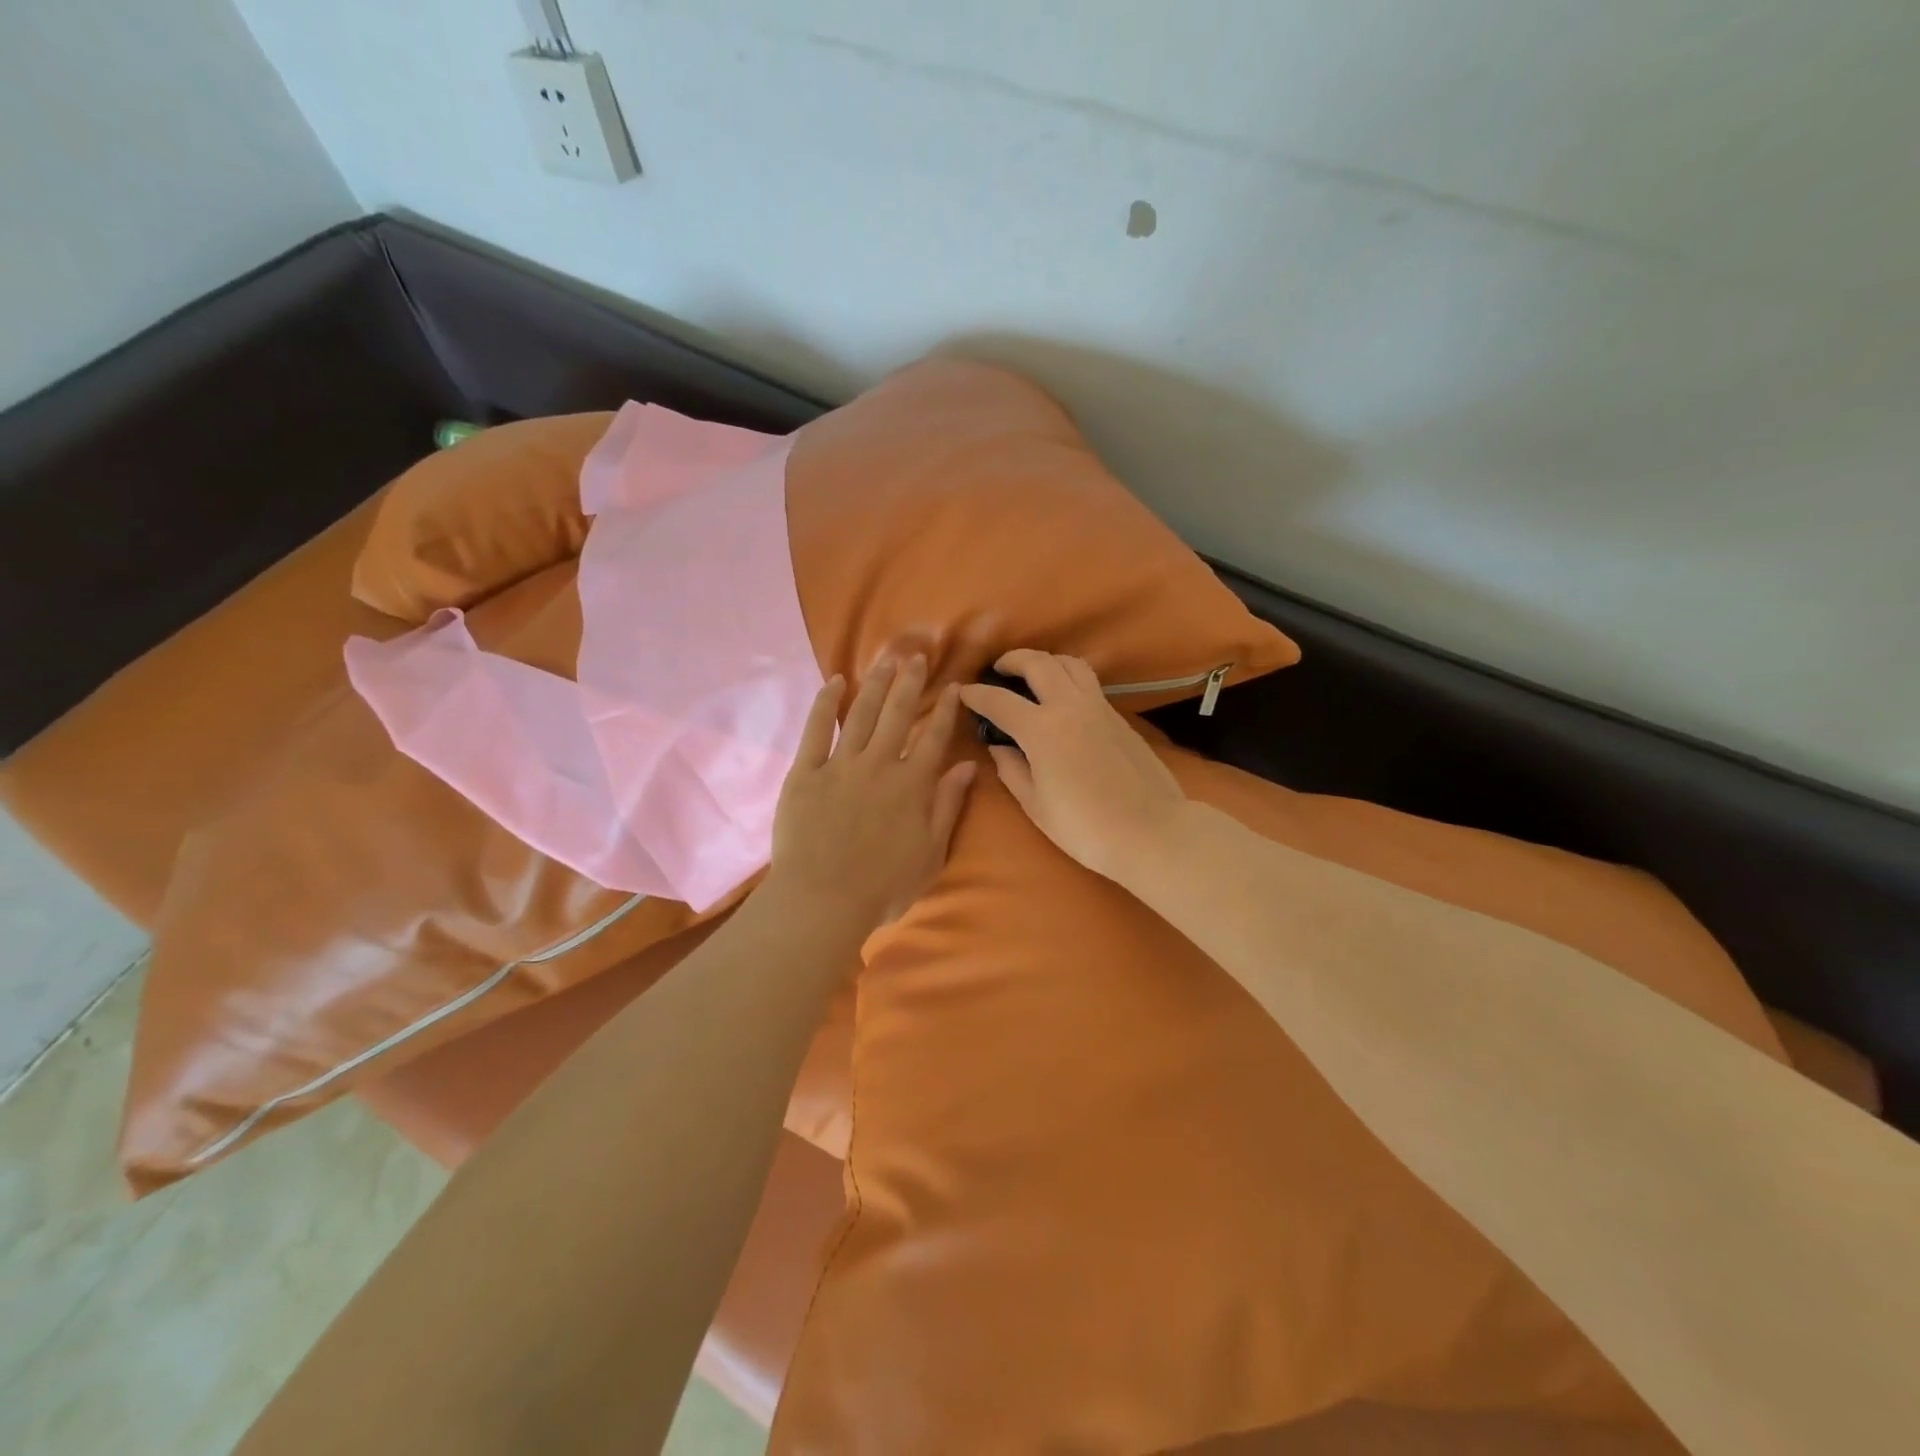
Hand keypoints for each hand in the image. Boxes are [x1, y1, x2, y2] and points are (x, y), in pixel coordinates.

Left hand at [771, 656, 976, 929]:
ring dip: (875, 684)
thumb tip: (969, 766)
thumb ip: (948, 805)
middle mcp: (880, 764)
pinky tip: (834, 683)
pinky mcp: (806, 772)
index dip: (946, 709)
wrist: (823, 900)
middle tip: (916, 656)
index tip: (954, 686)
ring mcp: (840, 765)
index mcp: (912, 784)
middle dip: (909, 683)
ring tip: (885, 659)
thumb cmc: (884, 886)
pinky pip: (817, 729)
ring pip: (862, 714)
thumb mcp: (931, 852)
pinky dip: (826, 704)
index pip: (935, 737)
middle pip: (898, 714)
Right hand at [959, 649, 1188, 884]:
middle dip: (1013, 659)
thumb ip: (1012, 771)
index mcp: (1042, 729)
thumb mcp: (1036, 806)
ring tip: (1033, 675)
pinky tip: (1063, 699)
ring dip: (1046, 661)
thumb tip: (999, 748)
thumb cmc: (1085, 827)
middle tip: (999, 669)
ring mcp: (1099, 707)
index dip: (977, 694)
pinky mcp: (1120, 717)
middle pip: (1038, 663)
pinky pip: (1089, 683)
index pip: (1000, 701)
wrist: (1151, 831)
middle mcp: (1070, 706)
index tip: (964, 692)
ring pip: (1070, 664)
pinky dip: (1069, 678)